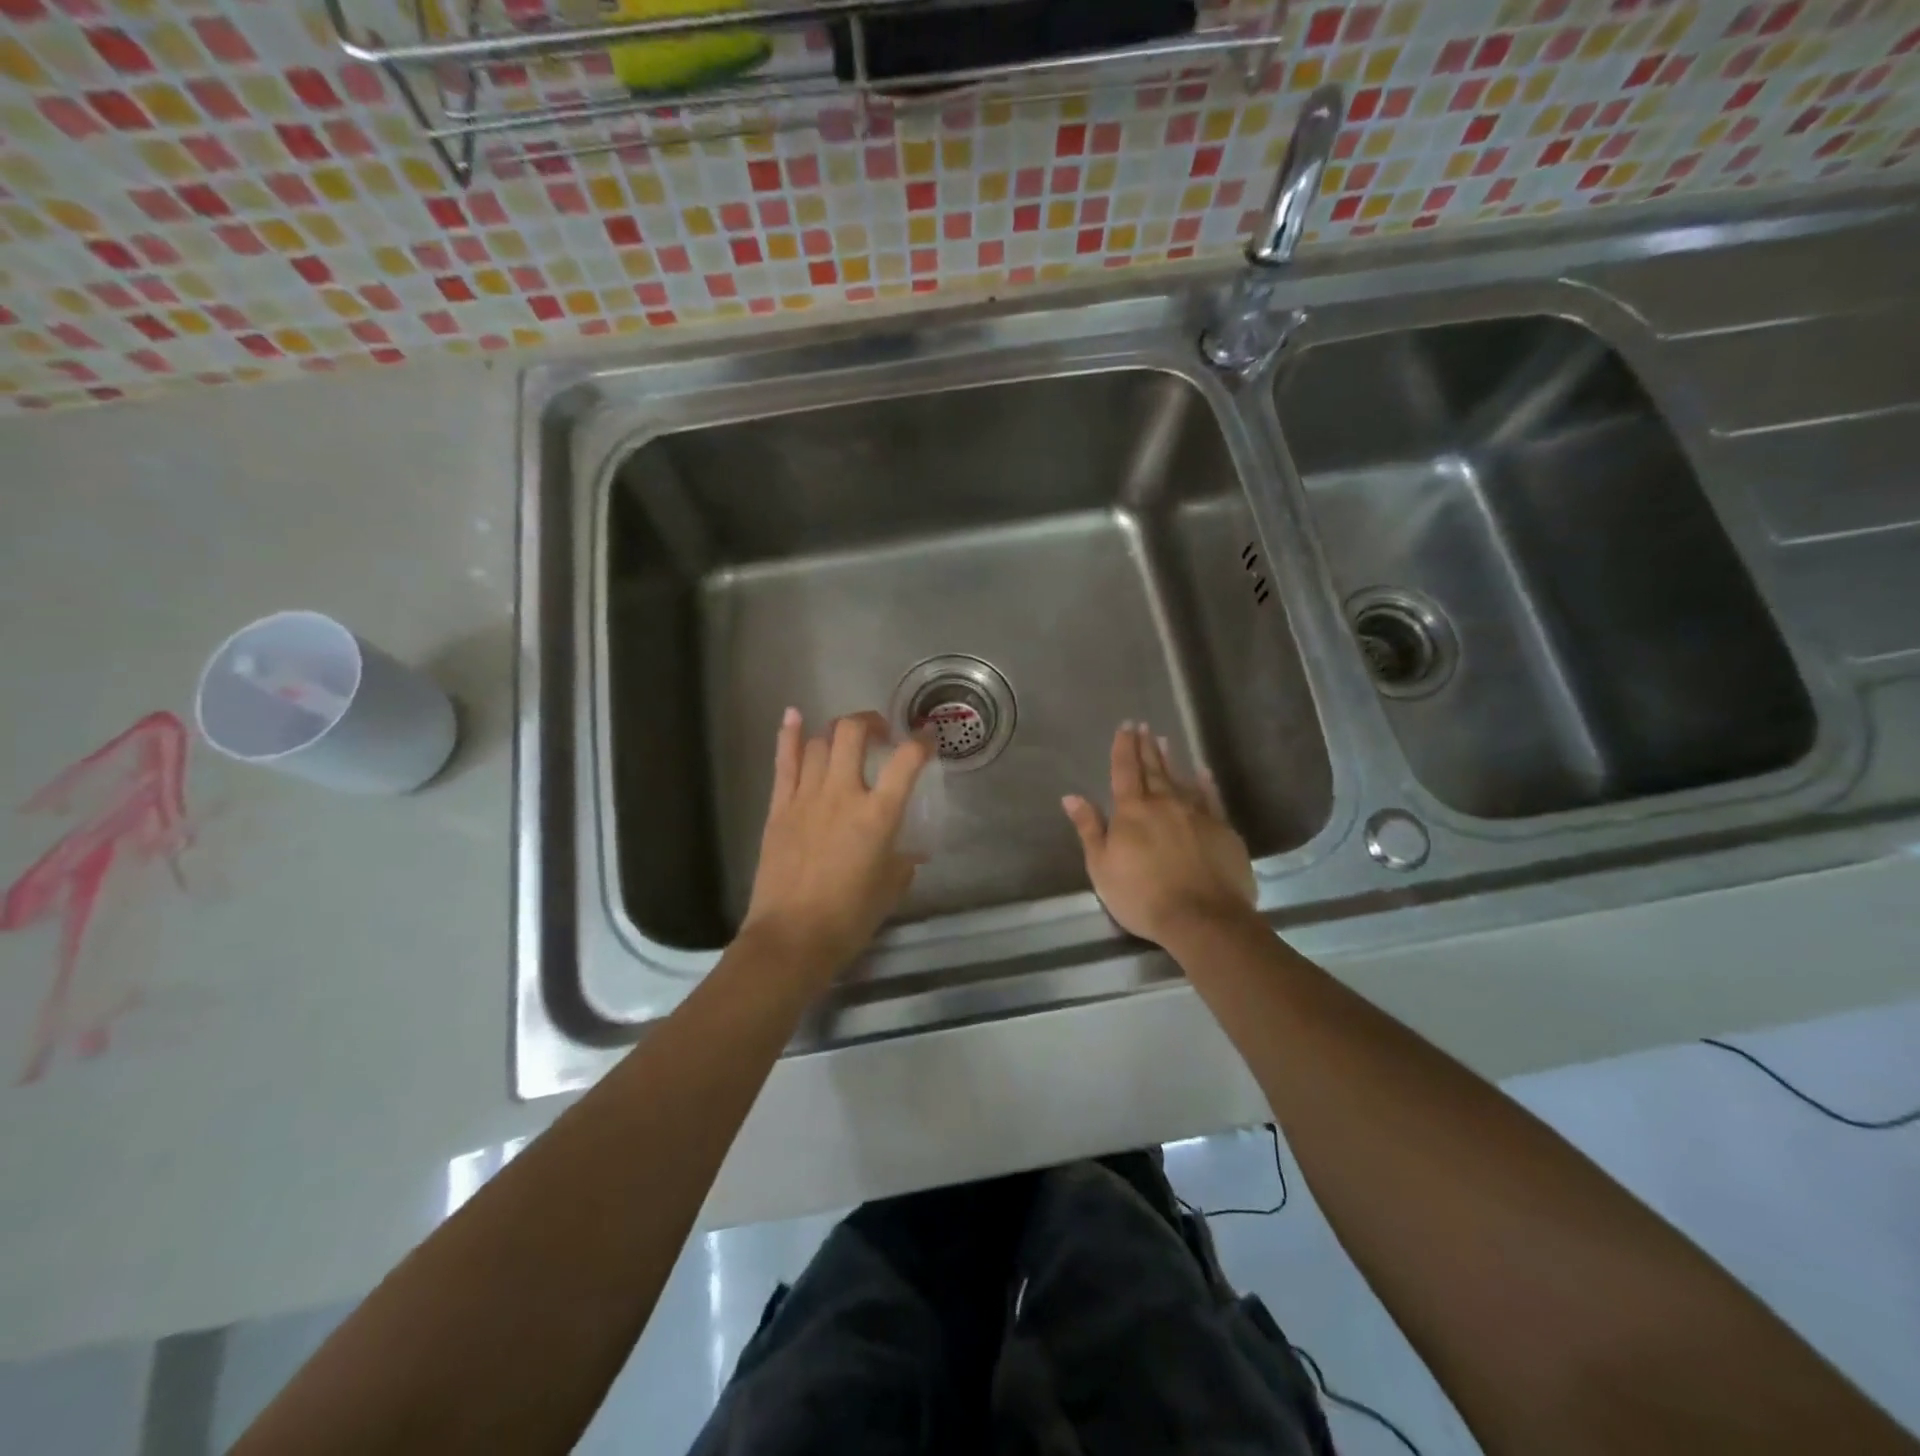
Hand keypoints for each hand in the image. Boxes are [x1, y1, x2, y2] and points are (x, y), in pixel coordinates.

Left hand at [741, 708, 931, 984]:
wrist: (792, 938)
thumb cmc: (849, 918)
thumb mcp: (891, 888)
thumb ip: (904, 861)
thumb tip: (908, 850)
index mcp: (878, 815)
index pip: (906, 761)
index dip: (921, 742)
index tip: (927, 739)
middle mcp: (843, 794)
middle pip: (853, 732)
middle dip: (871, 722)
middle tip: (881, 733)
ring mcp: (806, 797)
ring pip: (820, 742)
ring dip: (838, 732)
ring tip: (847, 739)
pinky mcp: (779, 807)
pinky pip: (784, 761)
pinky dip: (789, 734)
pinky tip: (795, 714)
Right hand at [1062, 723, 1256, 946]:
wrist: (1203, 918)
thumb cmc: (1142, 896)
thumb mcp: (1101, 867)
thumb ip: (1089, 828)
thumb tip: (1071, 797)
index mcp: (1132, 811)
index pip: (1124, 771)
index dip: (1123, 748)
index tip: (1125, 726)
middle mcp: (1164, 803)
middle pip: (1153, 769)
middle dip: (1145, 747)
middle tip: (1143, 726)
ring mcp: (1196, 814)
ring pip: (1181, 778)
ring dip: (1171, 759)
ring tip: (1165, 741)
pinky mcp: (1222, 829)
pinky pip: (1211, 797)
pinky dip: (1205, 783)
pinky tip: (1203, 772)